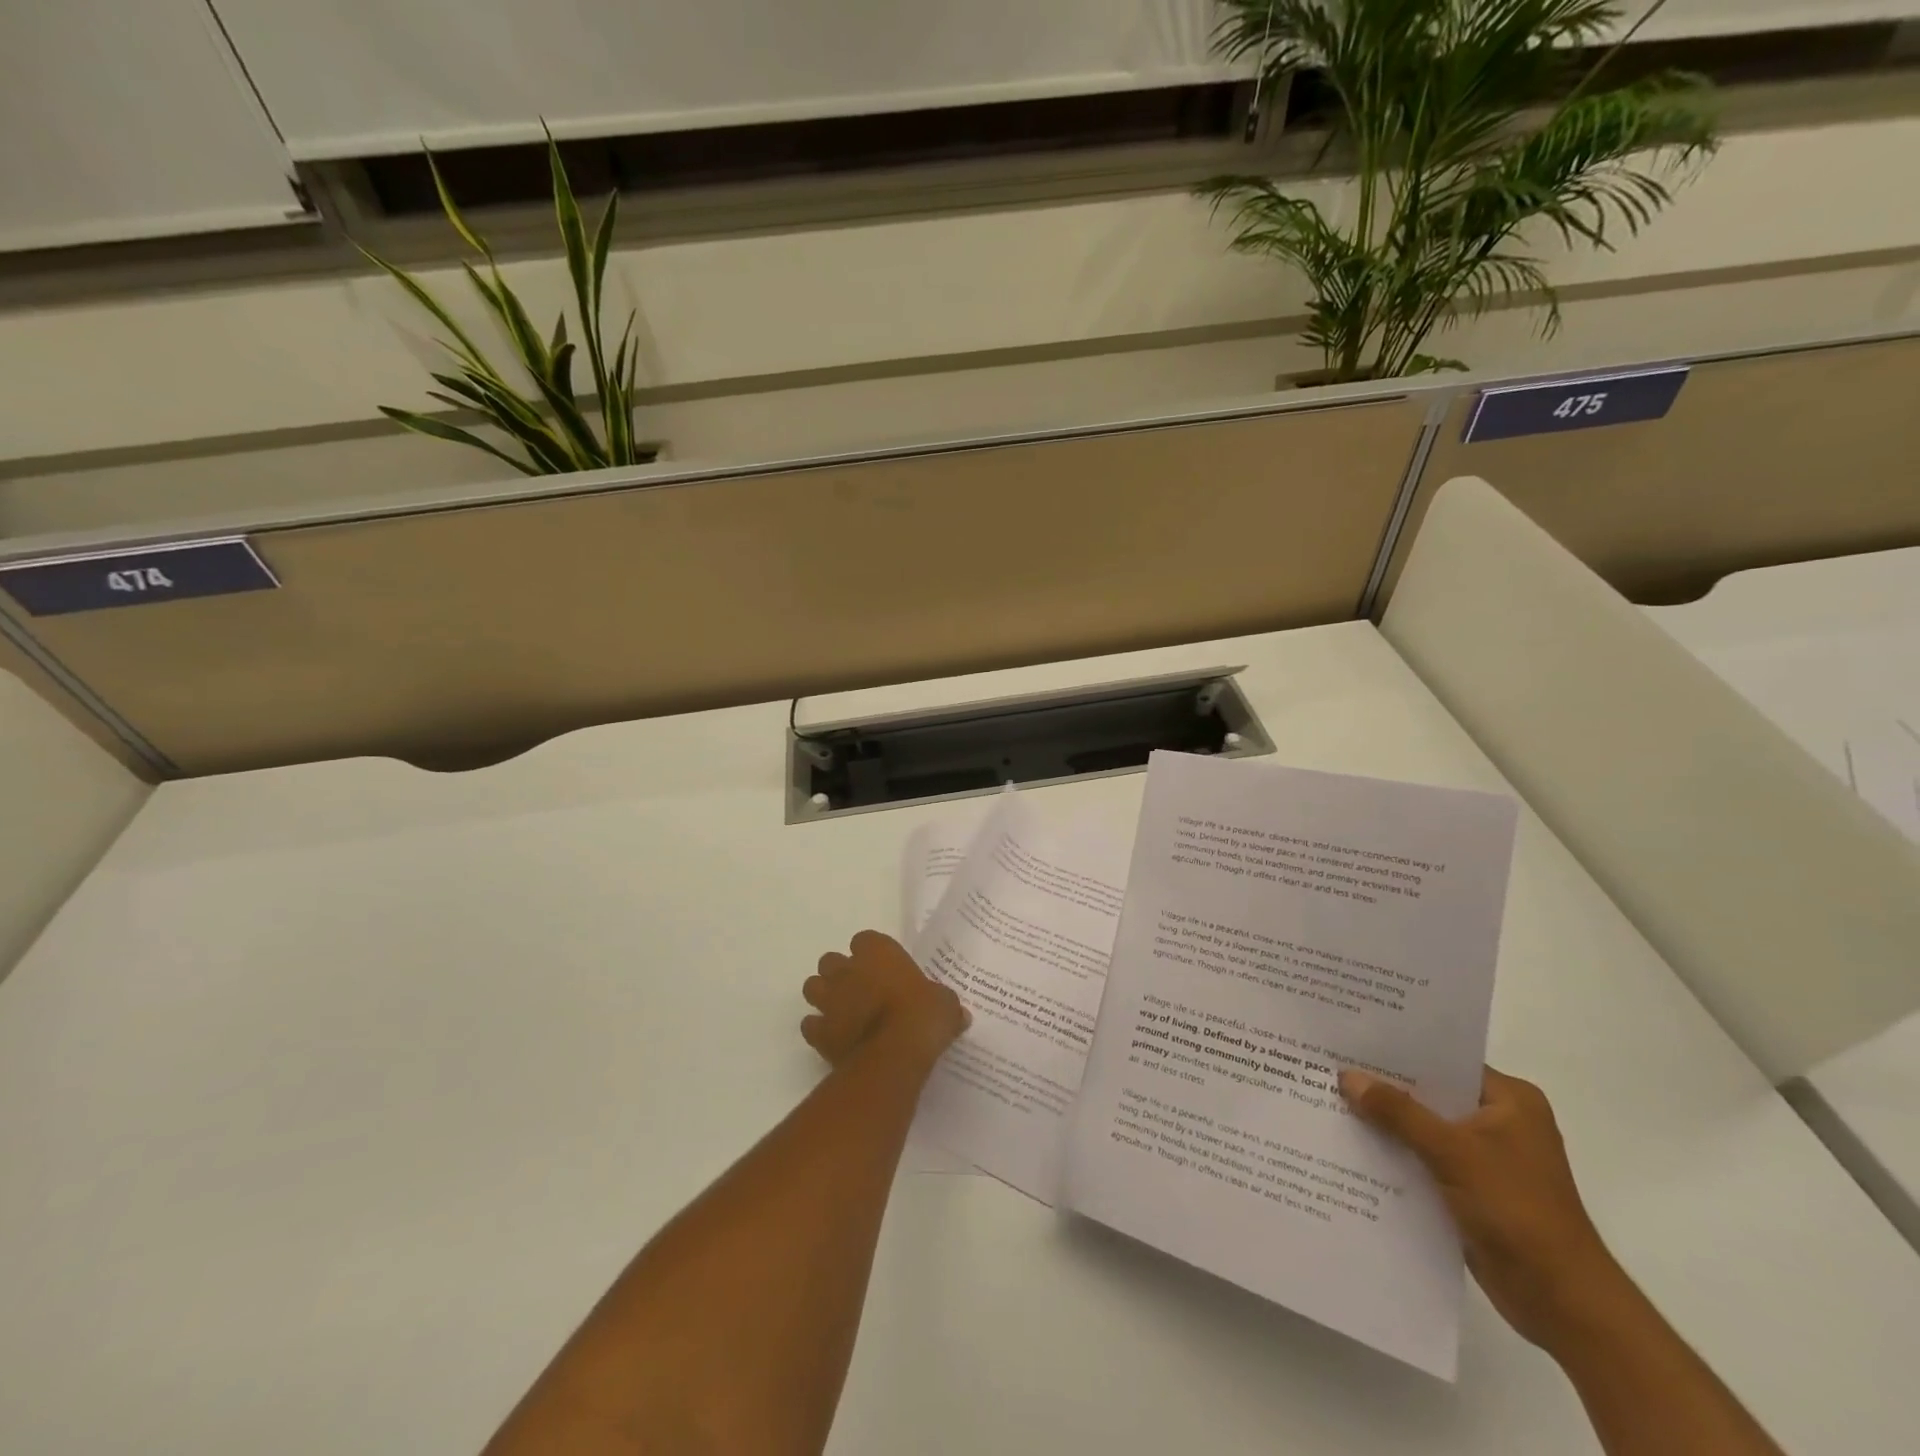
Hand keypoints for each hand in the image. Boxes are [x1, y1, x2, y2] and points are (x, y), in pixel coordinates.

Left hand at [802, 931, 968, 1069]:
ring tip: (841, 1010)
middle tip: (859, 989)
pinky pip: (810, 1025)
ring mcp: (830, 999)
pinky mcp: (819, 1032)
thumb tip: (959, 1015)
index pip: (865, 939)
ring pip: (812, 986)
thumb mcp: (946, 1005)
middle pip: (831, 960)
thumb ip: (945, 1003)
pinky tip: (833, 1038)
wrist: (895, 1055)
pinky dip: (818, 1029)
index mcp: (878, 952)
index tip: (882, 967)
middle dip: (840, 972)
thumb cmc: (923, 1017)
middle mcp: (848, 969)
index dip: (870, 953)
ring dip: (824, 995)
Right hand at [1339, 1066, 1628, 1353]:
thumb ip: (1398, 1112)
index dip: (1398, 1051)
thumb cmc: (1518, 1211)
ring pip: (1423, 1128)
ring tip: (1330, 1101)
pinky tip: (1354, 1147)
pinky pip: (1424, 1159)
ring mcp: (1486, 1158)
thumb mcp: (1453, 1152)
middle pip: (1430, 1094)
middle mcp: (1500, 1121)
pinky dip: (1396, 1154)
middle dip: (1385, 1088)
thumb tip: (1347, 1077)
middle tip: (1330, 1067)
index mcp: (1510, 1100)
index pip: (1444, 1061)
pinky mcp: (1472, 1189)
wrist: (1563, 1303)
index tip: (1351, 1040)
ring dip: (1387, 1124)